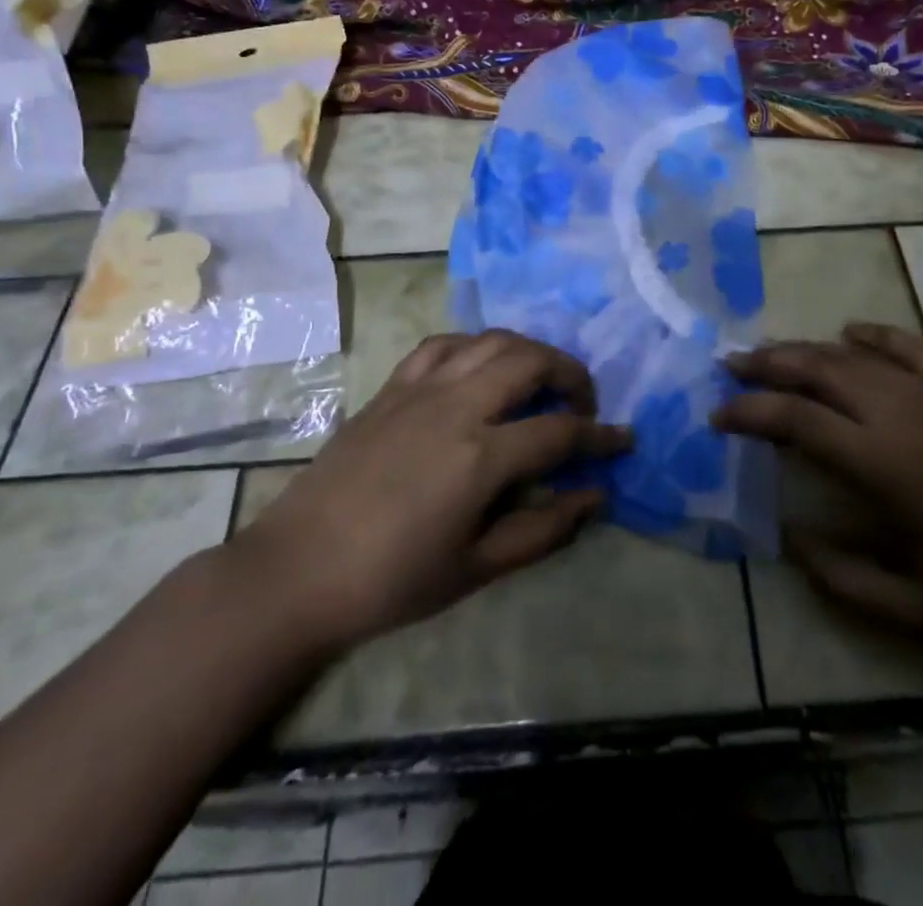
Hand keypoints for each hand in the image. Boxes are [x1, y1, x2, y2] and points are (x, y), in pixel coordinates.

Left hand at [232, 329, 628, 655]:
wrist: (298, 570)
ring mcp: (421, 389)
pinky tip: (480, 367)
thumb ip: (543, 530)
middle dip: (571, 374)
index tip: (624, 440)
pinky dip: (475, 345)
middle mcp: (457, 407)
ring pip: (491, 340)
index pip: (560, 431)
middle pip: (531, 361)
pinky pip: (443, 345)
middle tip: (583, 402)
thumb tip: (596, 497)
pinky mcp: (391, 387)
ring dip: (528, 351)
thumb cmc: (391, 581)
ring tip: (540, 378)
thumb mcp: (476, 569)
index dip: (601, 436)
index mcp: (480, 457)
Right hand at [717, 323, 922, 649]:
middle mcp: (902, 414)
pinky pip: (910, 348)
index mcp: (884, 464)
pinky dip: (875, 336)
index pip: (795, 420)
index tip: (717, 417)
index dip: (748, 413)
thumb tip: (789, 540)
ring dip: (807, 348)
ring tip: (772, 352)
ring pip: (855, 355)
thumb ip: (844, 578)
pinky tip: (850, 332)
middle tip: (730, 367)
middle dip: (767, 364)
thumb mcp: (919, 609)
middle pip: (817, 369)